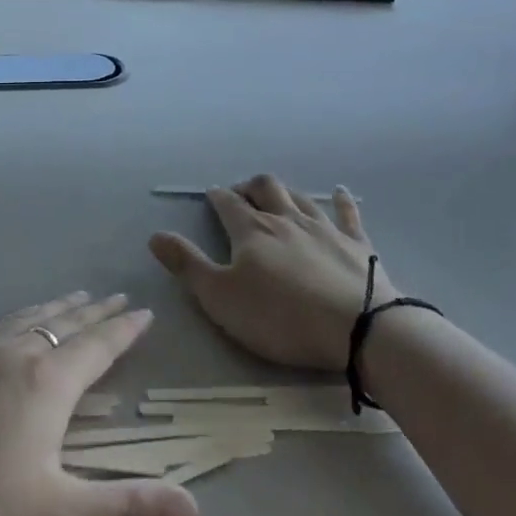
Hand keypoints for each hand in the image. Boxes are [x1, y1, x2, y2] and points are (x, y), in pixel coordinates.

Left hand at [0, 293, 199, 515]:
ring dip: (55, 308)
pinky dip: (15, 320)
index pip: (98, 346)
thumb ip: (126, 510)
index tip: (143, 311)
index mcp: (46, 382)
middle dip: (94, 311)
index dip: (124, 330)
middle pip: (63, 323)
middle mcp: (13, 355)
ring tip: (70, 299)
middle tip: (113, 297)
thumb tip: (195, 510)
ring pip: (25, 319)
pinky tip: (4, 331)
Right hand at [148, 173, 390, 370]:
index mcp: (251, 231)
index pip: (227, 204)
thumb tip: (155, 235)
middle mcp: (286, 219)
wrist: (359, 328)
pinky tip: (340, 192)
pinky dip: (341, 200)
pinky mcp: (358, 244)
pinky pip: (347, 213)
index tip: (210, 196)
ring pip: (300, 197)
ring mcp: (325, 228)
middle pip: (265, 188)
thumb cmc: (281, 317)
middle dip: (249, 186)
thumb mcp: (220, 298)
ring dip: (285, 192)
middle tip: (240, 194)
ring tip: (276, 195)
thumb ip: (187, 265)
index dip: (216, 197)